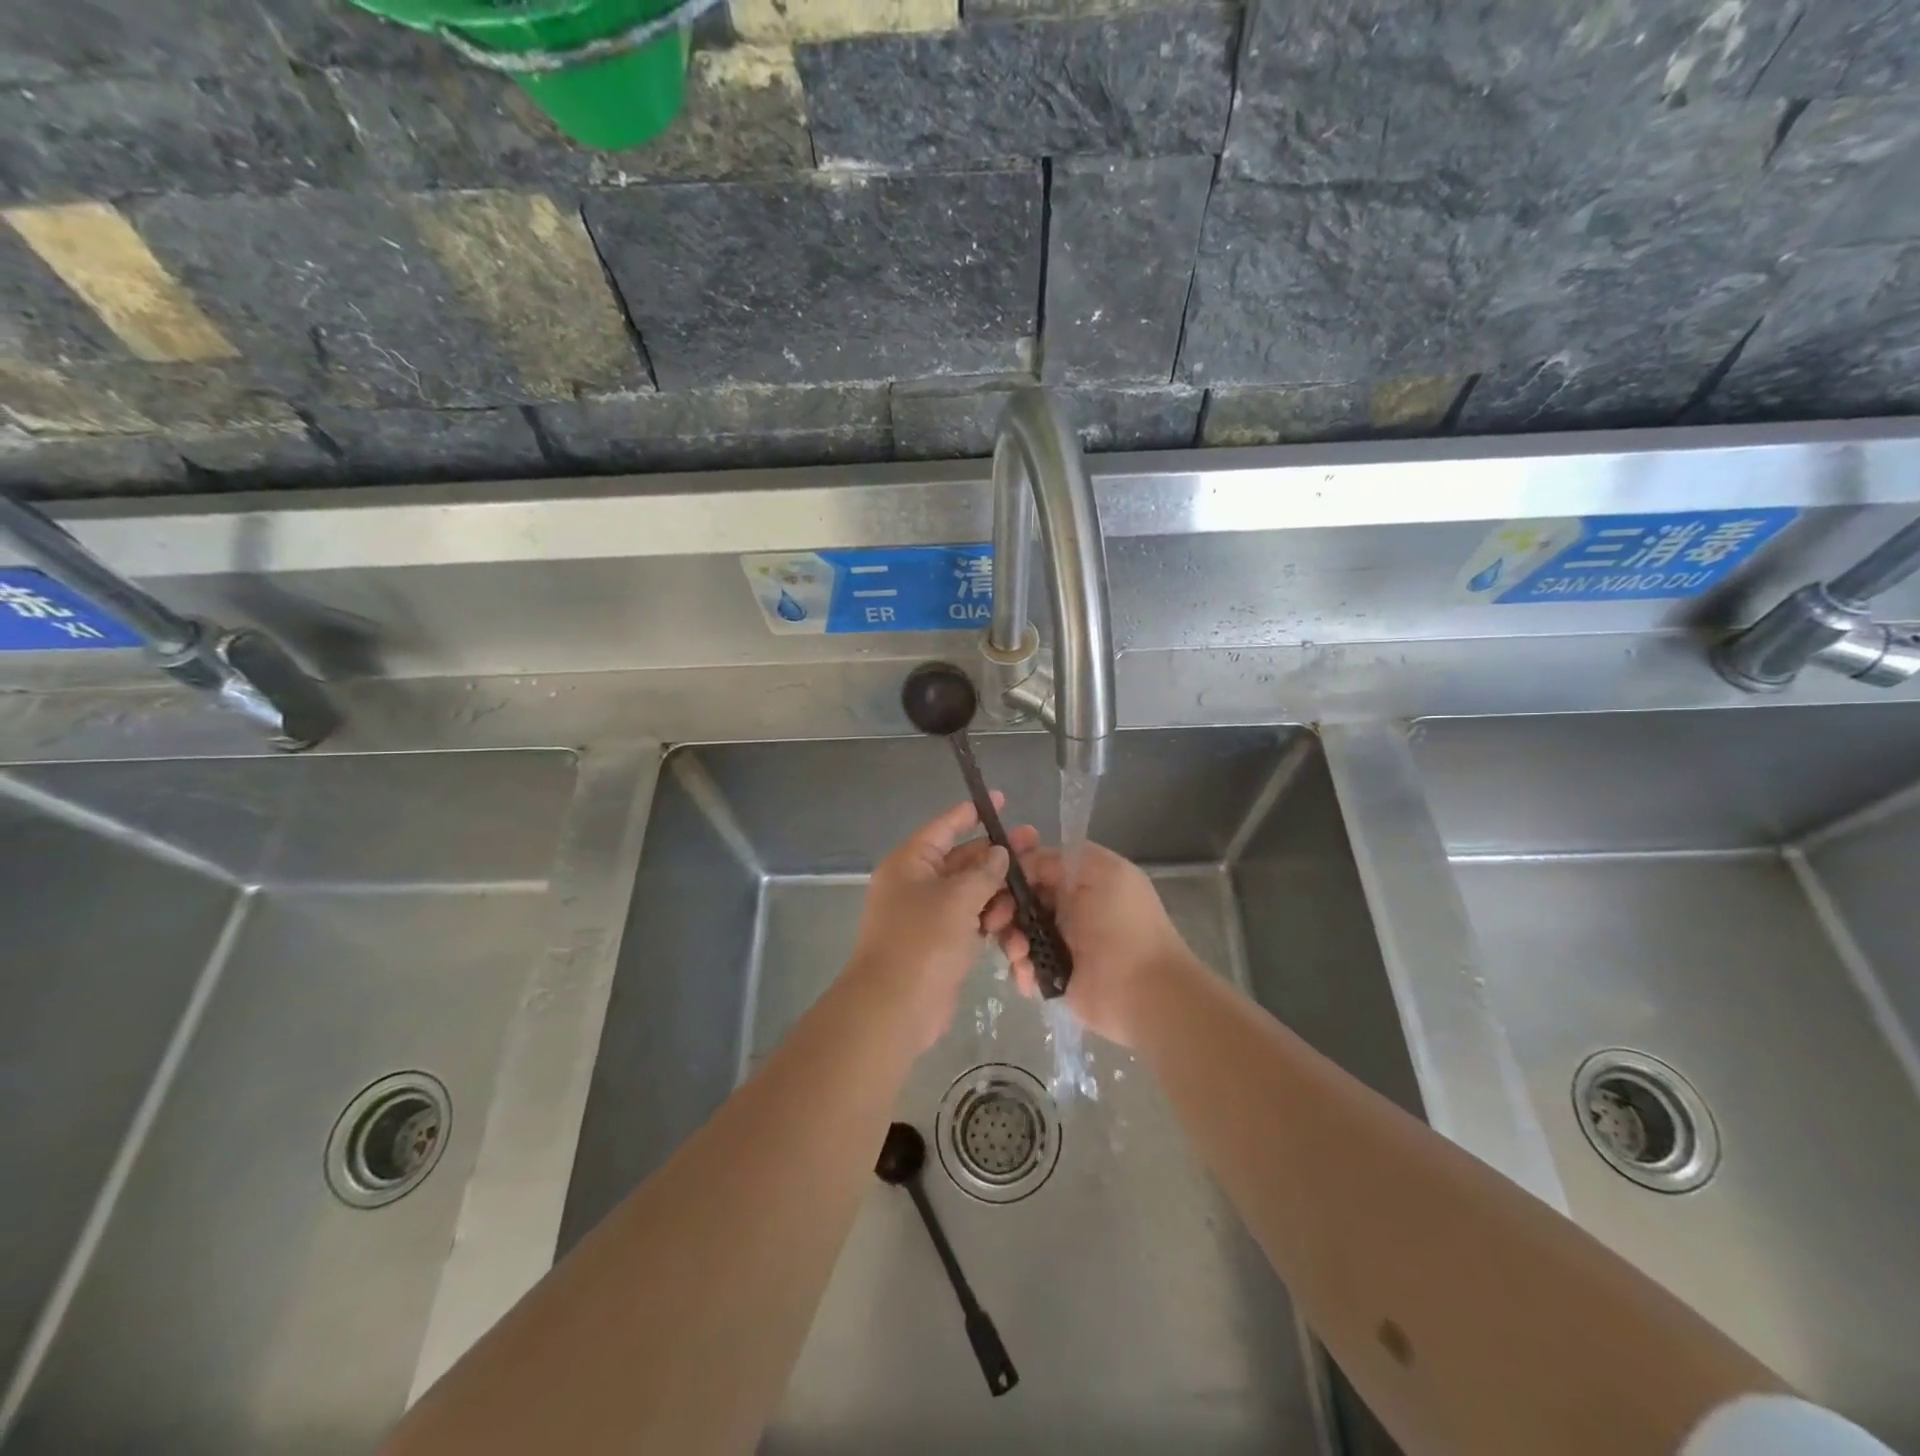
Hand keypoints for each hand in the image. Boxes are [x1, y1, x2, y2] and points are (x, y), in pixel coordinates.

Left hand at [847, 795, 1039, 1049]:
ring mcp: (928, 915)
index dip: (971, 813)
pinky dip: (989, 920)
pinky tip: (1013, 924)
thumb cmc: (922, 942)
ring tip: (1025, 897)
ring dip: (996, 894)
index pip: (944, 828)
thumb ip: (983, 872)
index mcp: (910, 863)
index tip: (1001, 800)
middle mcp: (916, 884)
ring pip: (970, 892)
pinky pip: (970, 921)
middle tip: (1035, 846)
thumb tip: (998, 853)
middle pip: (962, 860)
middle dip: (996, 857)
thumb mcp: (957, 899)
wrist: (895, 1008)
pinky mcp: (941, 943)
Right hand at [989, 840, 1196, 1046]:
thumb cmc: (1124, 924)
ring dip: (1011, 939)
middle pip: (1020, 897)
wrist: (1145, 991)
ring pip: (1017, 931)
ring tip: (1020, 953)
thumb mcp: (1100, 871)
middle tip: (997, 919)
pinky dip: (1021, 969)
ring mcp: (1060, 942)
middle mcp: (1069, 906)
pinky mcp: (1054, 975)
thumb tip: (1021, 862)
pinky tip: (1028, 976)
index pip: (1037, 862)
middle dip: (1003, 905)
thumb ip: (1058, 859)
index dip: (1014, 863)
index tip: (992, 868)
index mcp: (1082, 878)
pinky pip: (1024, 965)